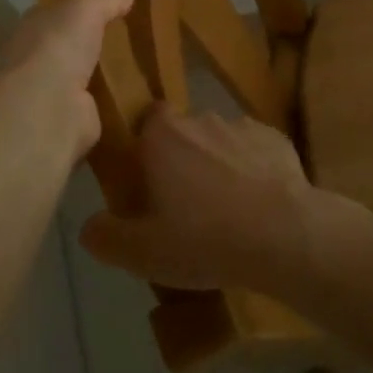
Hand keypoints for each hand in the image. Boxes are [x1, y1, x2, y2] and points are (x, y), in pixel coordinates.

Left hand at [0, 0, 135, 165]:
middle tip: (128, 38)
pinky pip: (98, 105)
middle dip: (91, 45)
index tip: (103, 8)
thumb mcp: (86, 9)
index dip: (75, 11)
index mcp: (33, 28)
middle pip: (68, 48)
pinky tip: (138, 96)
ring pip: (83, 78)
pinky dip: (113, 102)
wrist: (49, 105)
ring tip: (141, 67)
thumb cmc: (59, 45)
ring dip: (103, 75)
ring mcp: (52, 92)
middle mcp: (37, 60)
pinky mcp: (72, 119)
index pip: (53, 14)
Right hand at [79, 106, 318, 293]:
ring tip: (226, 209)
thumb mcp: (142, 253)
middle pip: (184, 133)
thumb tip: (89, 226)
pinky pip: (255, 151)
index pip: (146, 121)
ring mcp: (242, 125)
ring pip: (220, 141)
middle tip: (185, 203)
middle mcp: (200, 119)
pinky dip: (253, 170)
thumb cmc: (204, 238)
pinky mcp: (276, 139)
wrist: (283, 233)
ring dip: (219, 164)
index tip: (150, 180)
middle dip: (183, 159)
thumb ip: (107, 237)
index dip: (147, 147)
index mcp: (162, 136)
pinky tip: (258, 204)